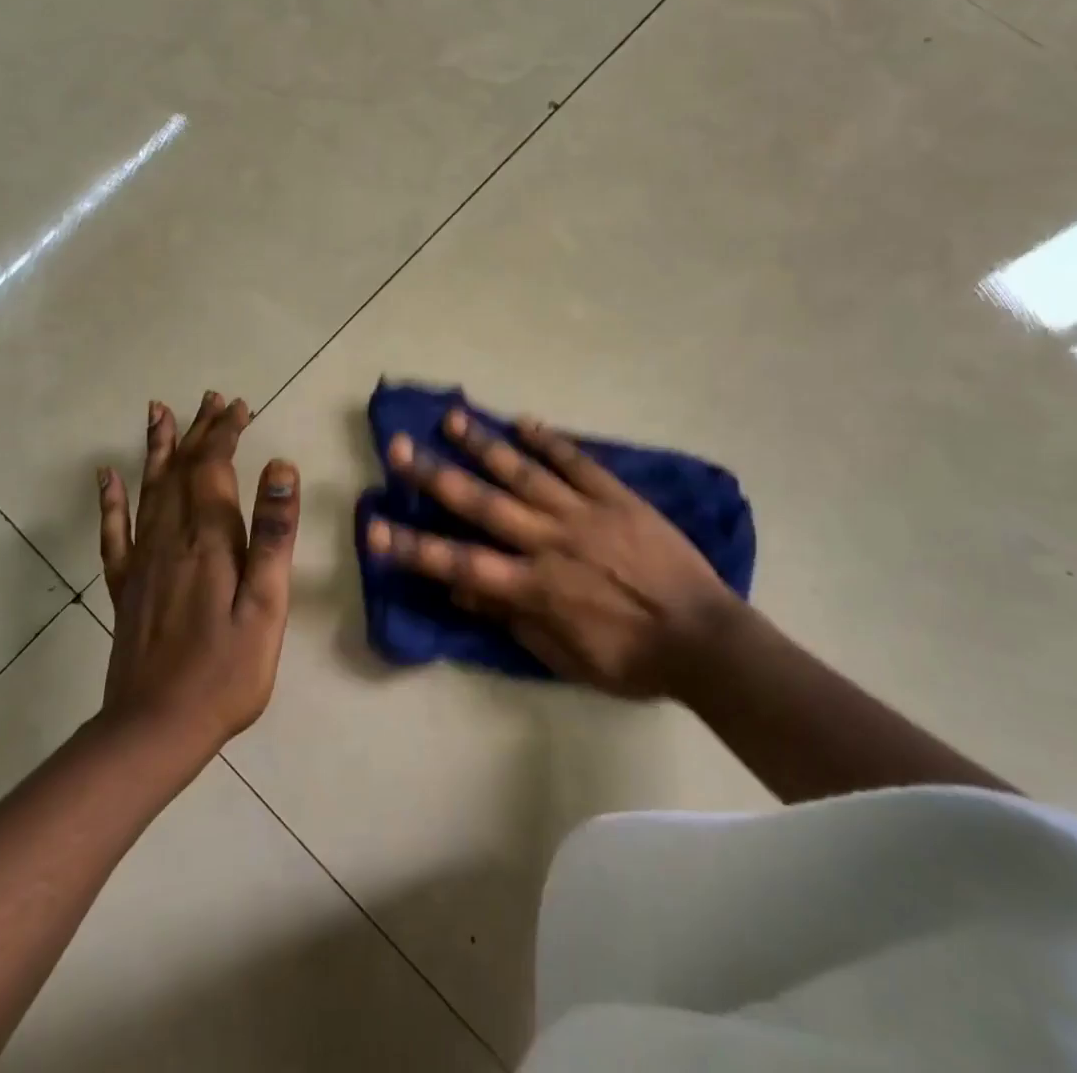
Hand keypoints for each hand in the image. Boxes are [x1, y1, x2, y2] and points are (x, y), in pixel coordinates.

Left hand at [97, 391, 300, 761]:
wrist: (155, 729)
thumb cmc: (227, 669)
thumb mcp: (267, 604)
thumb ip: (273, 534)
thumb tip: (280, 468)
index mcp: (208, 540)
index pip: (213, 467)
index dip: (225, 433)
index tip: (240, 407)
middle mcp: (170, 538)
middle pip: (181, 469)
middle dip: (198, 430)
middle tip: (211, 399)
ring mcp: (142, 561)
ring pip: (149, 489)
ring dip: (157, 448)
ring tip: (159, 412)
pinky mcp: (125, 586)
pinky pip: (114, 531)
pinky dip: (111, 500)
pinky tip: (106, 477)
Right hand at [365, 410, 740, 697]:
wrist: (702, 637)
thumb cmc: (629, 658)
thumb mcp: (563, 657)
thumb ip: (512, 619)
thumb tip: (462, 589)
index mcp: (533, 587)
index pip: (458, 564)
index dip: (412, 546)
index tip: (374, 527)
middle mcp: (549, 541)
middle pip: (483, 504)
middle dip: (435, 476)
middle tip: (399, 447)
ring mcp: (583, 513)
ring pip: (524, 472)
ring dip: (485, 445)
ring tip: (453, 417)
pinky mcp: (616, 497)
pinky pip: (577, 462)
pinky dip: (549, 440)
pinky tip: (523, 420)